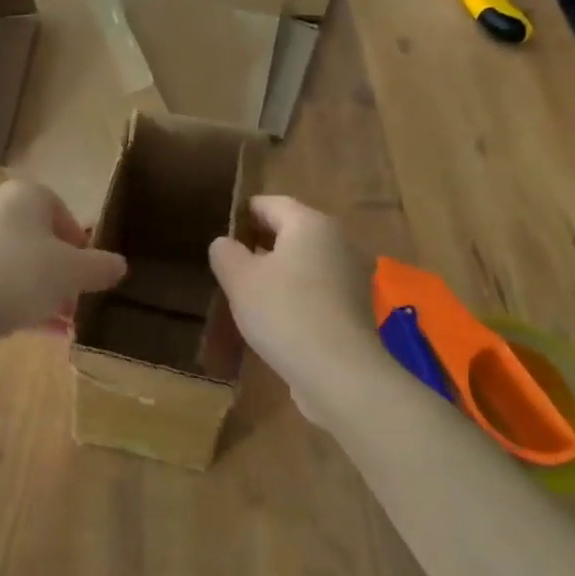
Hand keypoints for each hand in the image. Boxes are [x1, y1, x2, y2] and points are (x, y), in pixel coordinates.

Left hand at [0, 179, 126, 343]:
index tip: (89, 268)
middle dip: (60, 271)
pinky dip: (17, 303)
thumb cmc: (22, 274)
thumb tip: (119, 265)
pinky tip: (40, 333)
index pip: (58, 208)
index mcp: (23, 195)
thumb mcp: (75, 272)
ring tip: (63, 323)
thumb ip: (101, 267)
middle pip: (37, 239)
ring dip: (42, 292)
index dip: (78, 240)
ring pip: (16, 265)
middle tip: (77, 298)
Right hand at [208, 195, 382, 431]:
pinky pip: (317, 289)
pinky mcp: (355, 308)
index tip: (219, 231)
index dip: (242, 214)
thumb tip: (225, 243)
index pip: (270, 203)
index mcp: (310, 223)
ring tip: (247, 292)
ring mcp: (351, 275)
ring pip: (305, 261)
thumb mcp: (239, 279)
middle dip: (260, 243)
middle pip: (292, 231)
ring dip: (278, 271)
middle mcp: (337, 240)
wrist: (339, 372)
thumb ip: (226, 253)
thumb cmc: (284, 312)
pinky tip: (275, 317)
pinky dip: (296, 294)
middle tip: (229, 263)